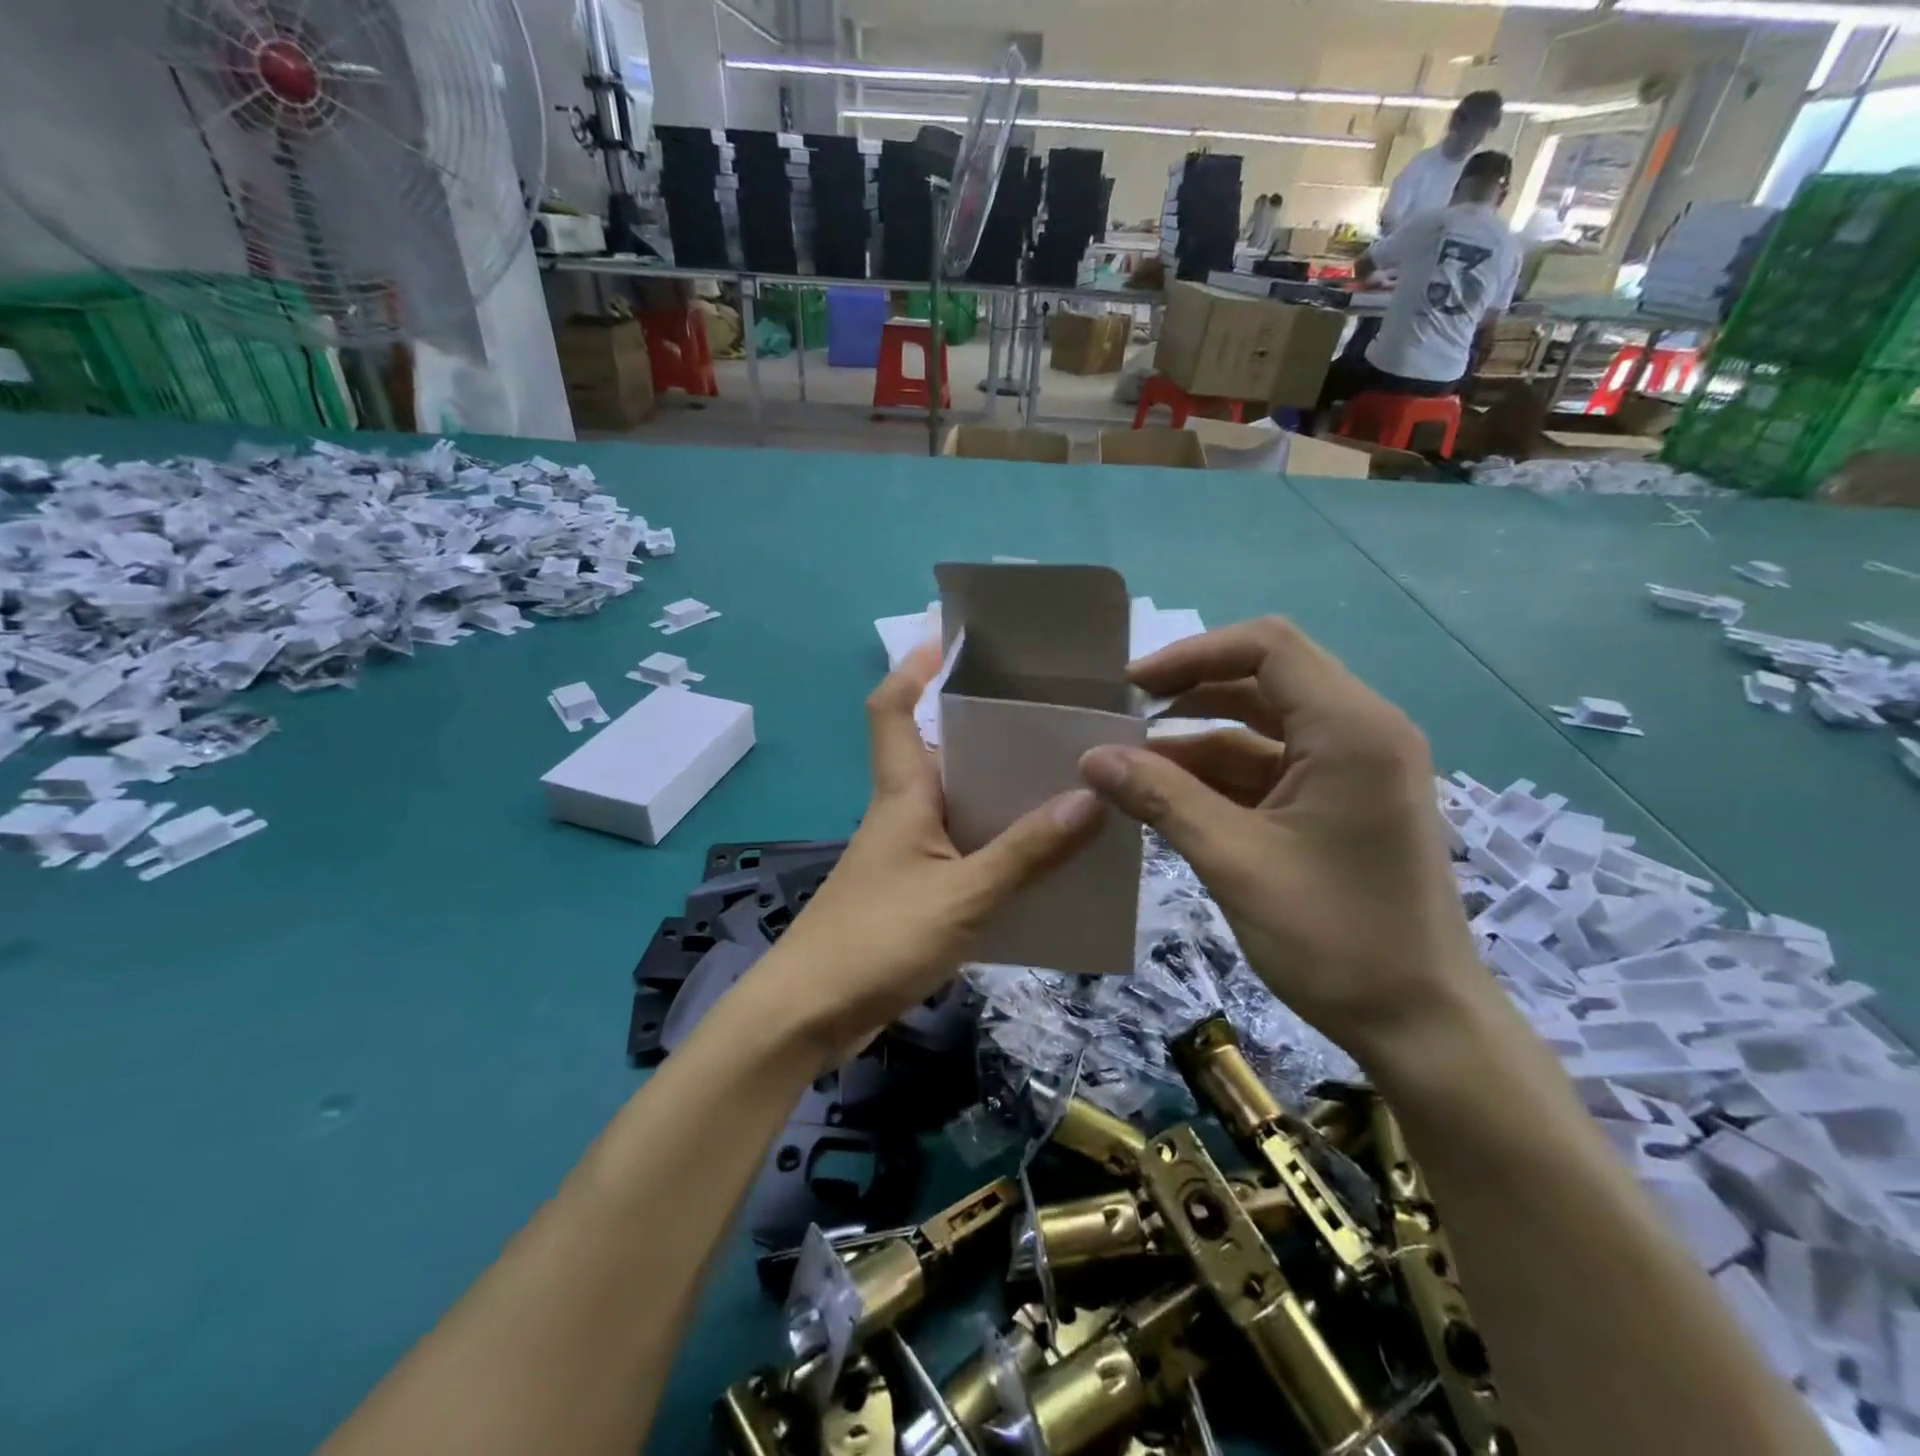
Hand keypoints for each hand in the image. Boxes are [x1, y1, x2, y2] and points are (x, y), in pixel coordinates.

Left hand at [751, 645, 1105, 1064]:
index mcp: (902, 793)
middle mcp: (903, 812)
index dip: (913, 668)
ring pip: (960, 805)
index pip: (891, 709)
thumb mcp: (962, 896)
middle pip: (940, 751)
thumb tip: (1090, 797)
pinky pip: (966, 852)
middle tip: (1049, 717)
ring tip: (1065, 782)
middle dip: (986, 730)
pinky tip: (1043, 859)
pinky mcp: (915, 892)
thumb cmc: (877, 940)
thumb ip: (1026, 852)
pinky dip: (1000, 847)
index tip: (952, 641)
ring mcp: (908, 854)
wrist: (810, 1016)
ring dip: (1002, 794)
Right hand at [1079, 617, 1488, 1070]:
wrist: (1419, 1023)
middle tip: (1124, 718)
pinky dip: (1221, 774)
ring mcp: (1354, 766)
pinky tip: (1169, 795)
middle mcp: (1361, 730)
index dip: (1191, 655)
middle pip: (1264, 679)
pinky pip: (1272, 765)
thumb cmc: (1334, 938)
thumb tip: (1092, 757)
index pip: (1267, 647)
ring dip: (1198, 738)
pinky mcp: (1342, 800)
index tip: (1131, 686)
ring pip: (1263, 725)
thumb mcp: (1234, 861)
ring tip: (1132, 763)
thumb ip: (1161, 798)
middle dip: (1190, 693)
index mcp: (1351, 728)